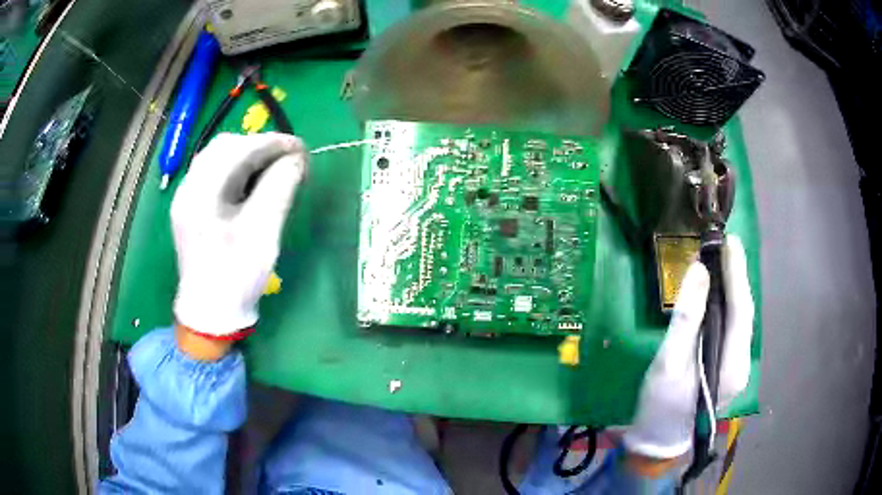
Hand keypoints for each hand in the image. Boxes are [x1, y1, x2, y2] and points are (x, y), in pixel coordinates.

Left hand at [171, 133, 307, 352]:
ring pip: (220, 160)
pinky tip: (256, 185)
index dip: (272, 143)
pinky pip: (217, 176)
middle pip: (224, 148)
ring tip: (276, 170)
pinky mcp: (194, 209)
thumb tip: (295, 159)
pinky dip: (240, 172)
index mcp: (199, 193)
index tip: (301, 149)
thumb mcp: (262, 233)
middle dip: (260, 148)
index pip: (237, 149)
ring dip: (250, 158)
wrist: (211, 313)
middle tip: (289, 160)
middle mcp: (189, 188)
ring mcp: (188, 198)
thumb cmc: (235, 276)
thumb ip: (279, 188)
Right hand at [623, 235, 754, 461]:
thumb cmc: (661, 406)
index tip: (729, 242)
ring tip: (722, 259)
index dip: (736, 274)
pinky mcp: (727, 365)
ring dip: (733, 287)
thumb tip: (700, 271)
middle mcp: (742, 364)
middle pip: (744, 313)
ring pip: (739, 319)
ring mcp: (736, 366)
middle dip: (737, 276)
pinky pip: (731, 327)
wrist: (659, 439)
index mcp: (732, 366)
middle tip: (724, 244)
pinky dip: (726, 304)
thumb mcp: (669, 363)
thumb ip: (687, 318)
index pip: (741, 310)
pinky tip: (718, 290)